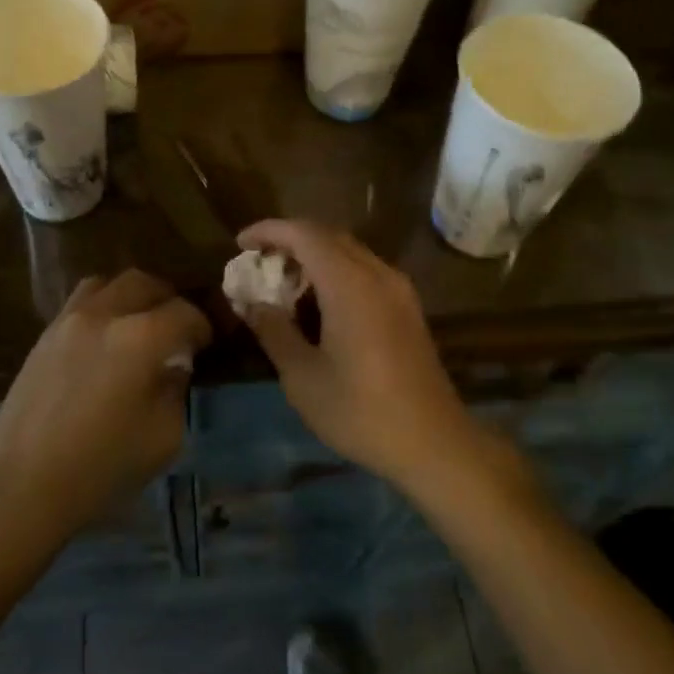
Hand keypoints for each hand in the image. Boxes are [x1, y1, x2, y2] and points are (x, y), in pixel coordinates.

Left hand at [0, 270, 211, 543]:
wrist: (23, 485)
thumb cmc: (102, 467)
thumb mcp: (164, 437)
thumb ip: (175, 390)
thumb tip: (173, 366)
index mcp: (141, 339)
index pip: (184, 313)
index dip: (202, 326)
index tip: (205, 344)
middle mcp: (104, 316)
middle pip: (144, 283)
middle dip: (167, 300)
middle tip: (175, 327)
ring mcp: (68, 321)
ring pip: (107, 283)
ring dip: (130, 296)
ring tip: (137, 325)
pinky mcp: (44, 336)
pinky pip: (79, 303)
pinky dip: (101, 308)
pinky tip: (103, 340)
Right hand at [236, 221, 473, 490]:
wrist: (433, 443)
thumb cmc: (360, 411)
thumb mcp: (302, 376)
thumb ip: (274, 331)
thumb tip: (252, 303)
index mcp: (350, 284)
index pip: (304, 234)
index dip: (269, 231)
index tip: (240, 243)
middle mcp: (377, 274)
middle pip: (328, 236)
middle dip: (289, 240)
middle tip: (258, 261)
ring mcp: (398, 290)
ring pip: (349, 251)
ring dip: (314, 255)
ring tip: (283, 282)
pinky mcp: (408, 308)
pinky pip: (365, 270)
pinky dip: (335, 272)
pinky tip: (319, 303)